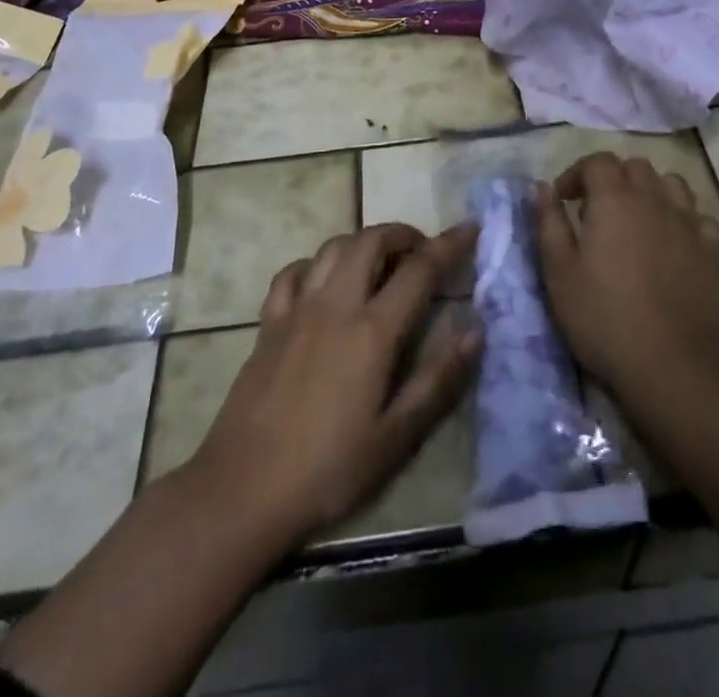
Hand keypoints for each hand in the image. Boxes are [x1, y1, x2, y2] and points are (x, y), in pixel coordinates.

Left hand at [189, 222, 480, 543]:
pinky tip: (325, 281)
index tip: (470, 227)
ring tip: (381, 262)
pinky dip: (318, 263)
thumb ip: (439, 380)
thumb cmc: (328, 470)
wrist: (242, 490)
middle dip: (403, 233)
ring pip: (333, 247)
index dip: (449, 244)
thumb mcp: (396, 438)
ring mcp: (297, 309)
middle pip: (371, 240)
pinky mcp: (268, 323)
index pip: (419, 269)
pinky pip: (294, 271)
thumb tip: (476, 330)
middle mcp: (335, 305)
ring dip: (363, 241)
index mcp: (372, 331)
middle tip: (423, 250)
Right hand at [537, 152, 718, 531]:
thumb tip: (540, 187)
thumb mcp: (559, 271)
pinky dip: (683, 219)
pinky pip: (699, 217)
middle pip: (635, 167)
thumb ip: (548, 222)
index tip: (564, 200)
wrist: (672, 363)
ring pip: (671, 184)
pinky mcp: (713, 250)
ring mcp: (689, 222)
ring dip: (650, 192)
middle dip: (613, 179)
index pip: (598, 161)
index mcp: (614, 199)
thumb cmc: (603, 316)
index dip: (577, 173)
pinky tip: (673, 242)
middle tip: (597, 210)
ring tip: (637, 221)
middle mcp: (654, 199)